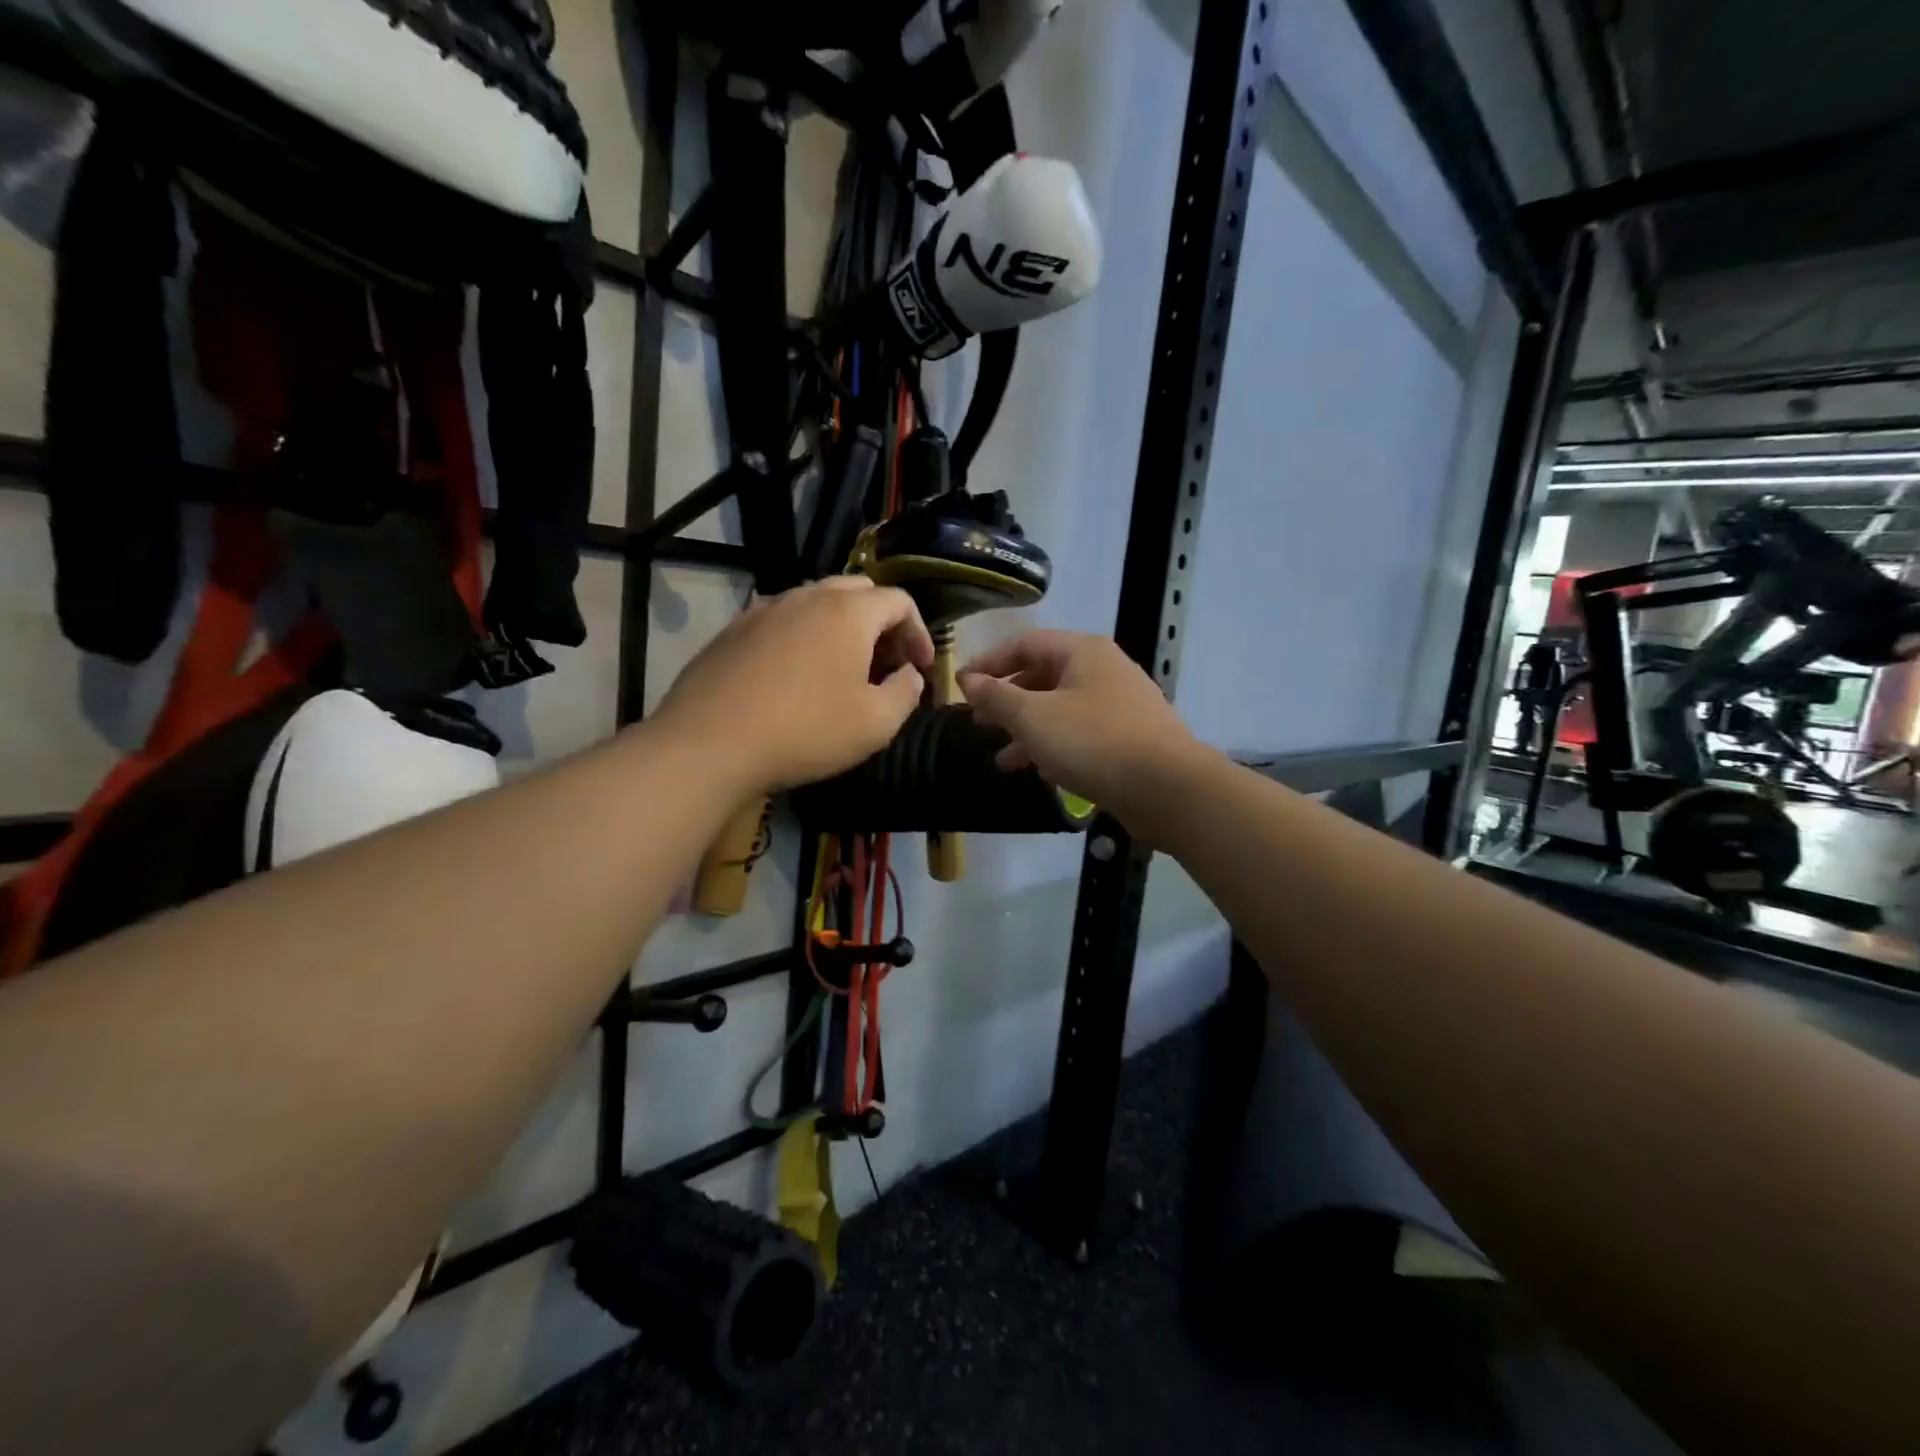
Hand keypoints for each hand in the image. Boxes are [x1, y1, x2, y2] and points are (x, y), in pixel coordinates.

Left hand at [654, 577, 934, 792]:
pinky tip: (797, 674)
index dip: (920, 632)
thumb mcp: (876, 723)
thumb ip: (906, 691)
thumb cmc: (806, 731)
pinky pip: (783, 620)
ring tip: (844, 669)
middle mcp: (807, 596)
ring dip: (842, 628)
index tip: (921, 667)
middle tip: (887, 663)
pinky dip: (804, 637)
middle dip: (882, 624)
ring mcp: (765, 609)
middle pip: (859, 592)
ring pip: (817, 602)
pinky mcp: (734, 629)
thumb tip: (909, 674)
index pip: (899, 601)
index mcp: (848, 612)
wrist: (709, 743)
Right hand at [958, 630, 1198, 817]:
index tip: (962, 687)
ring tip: (1002, 760)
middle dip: (1007, 701)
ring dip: (1028, 731)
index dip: (989, 663)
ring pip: (1061, 709)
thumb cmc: (1093, 742)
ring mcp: (1121, 704)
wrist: (1166, 788)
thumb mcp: (1034, 718)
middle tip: (978, 723)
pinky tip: (1039, 771)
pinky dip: (1055, 746)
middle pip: (1043, 676)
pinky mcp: (1129, 737)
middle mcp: (1104, 670)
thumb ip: (997, 698)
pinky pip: (1081, 733)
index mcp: (1083, 652)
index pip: (1024, 644)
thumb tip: (968, 679)